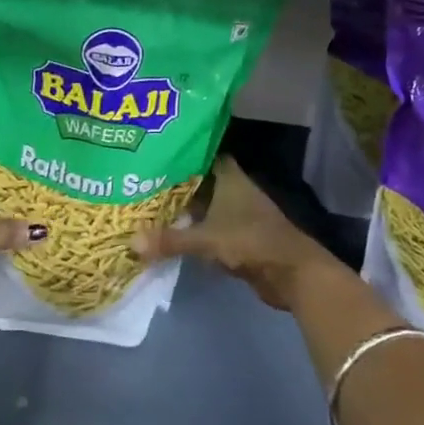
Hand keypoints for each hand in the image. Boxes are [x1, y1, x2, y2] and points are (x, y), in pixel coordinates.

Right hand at [133, 157, 339, 310]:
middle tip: (141, 179)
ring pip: (203, 204)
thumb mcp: (207, 240)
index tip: (154, 150)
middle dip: (174, 181)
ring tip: (147, 204)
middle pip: (199, 180)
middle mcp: (234, 189)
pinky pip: (208, 226)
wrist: (292, 273)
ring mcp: (238, 213)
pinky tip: (168, 231)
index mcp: (229, 177)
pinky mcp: (239, 236)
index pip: (202, 153)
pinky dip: (192, 228)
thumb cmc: (251, 242)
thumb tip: (131, 243)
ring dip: (182, 207)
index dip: (181, 151)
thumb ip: (170, 240)